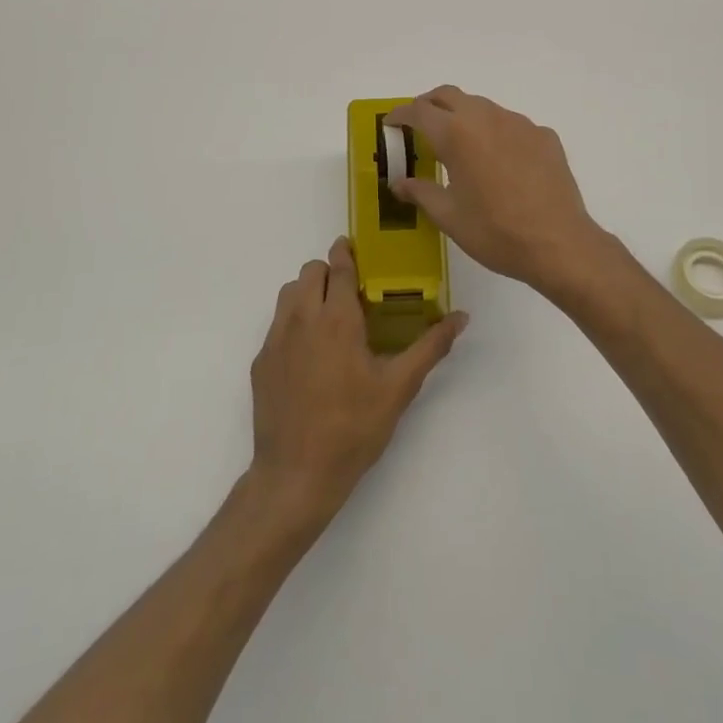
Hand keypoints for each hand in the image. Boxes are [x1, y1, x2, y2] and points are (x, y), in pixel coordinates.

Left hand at [248, 237, 466, 527]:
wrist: (296, 475)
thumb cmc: (353, 428)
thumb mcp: (399, 388)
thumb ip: (431, 346)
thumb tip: (461, 316)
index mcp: (337, 319)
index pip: (339, 267)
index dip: (346, 252)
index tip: (354, 247)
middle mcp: (302, 319)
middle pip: (310, 272)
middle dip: (329, 271)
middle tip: (350, 290)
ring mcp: (276, 340)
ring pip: (289, 293)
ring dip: (309, 292)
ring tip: (330, 317)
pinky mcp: (261, 362)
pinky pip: (277, 324)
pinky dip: (294, 321)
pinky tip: (311, 354)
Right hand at [386, 87, 605, 293]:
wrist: (558, 243)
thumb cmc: (495, 232)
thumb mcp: (449, 216)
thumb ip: (420, 193)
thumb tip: (399, 183)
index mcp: (457, 134)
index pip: (419, 111)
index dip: (401, 114)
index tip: (391, 123)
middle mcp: (487, 117)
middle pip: (450, 95)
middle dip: (429, 105)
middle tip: (419, 126)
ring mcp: (520, 123)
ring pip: (483, 107)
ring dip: (464, 117)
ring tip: (459, 146)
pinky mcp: (544, 136)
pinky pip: (511, 125)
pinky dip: (495, 133)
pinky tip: (499, 162)